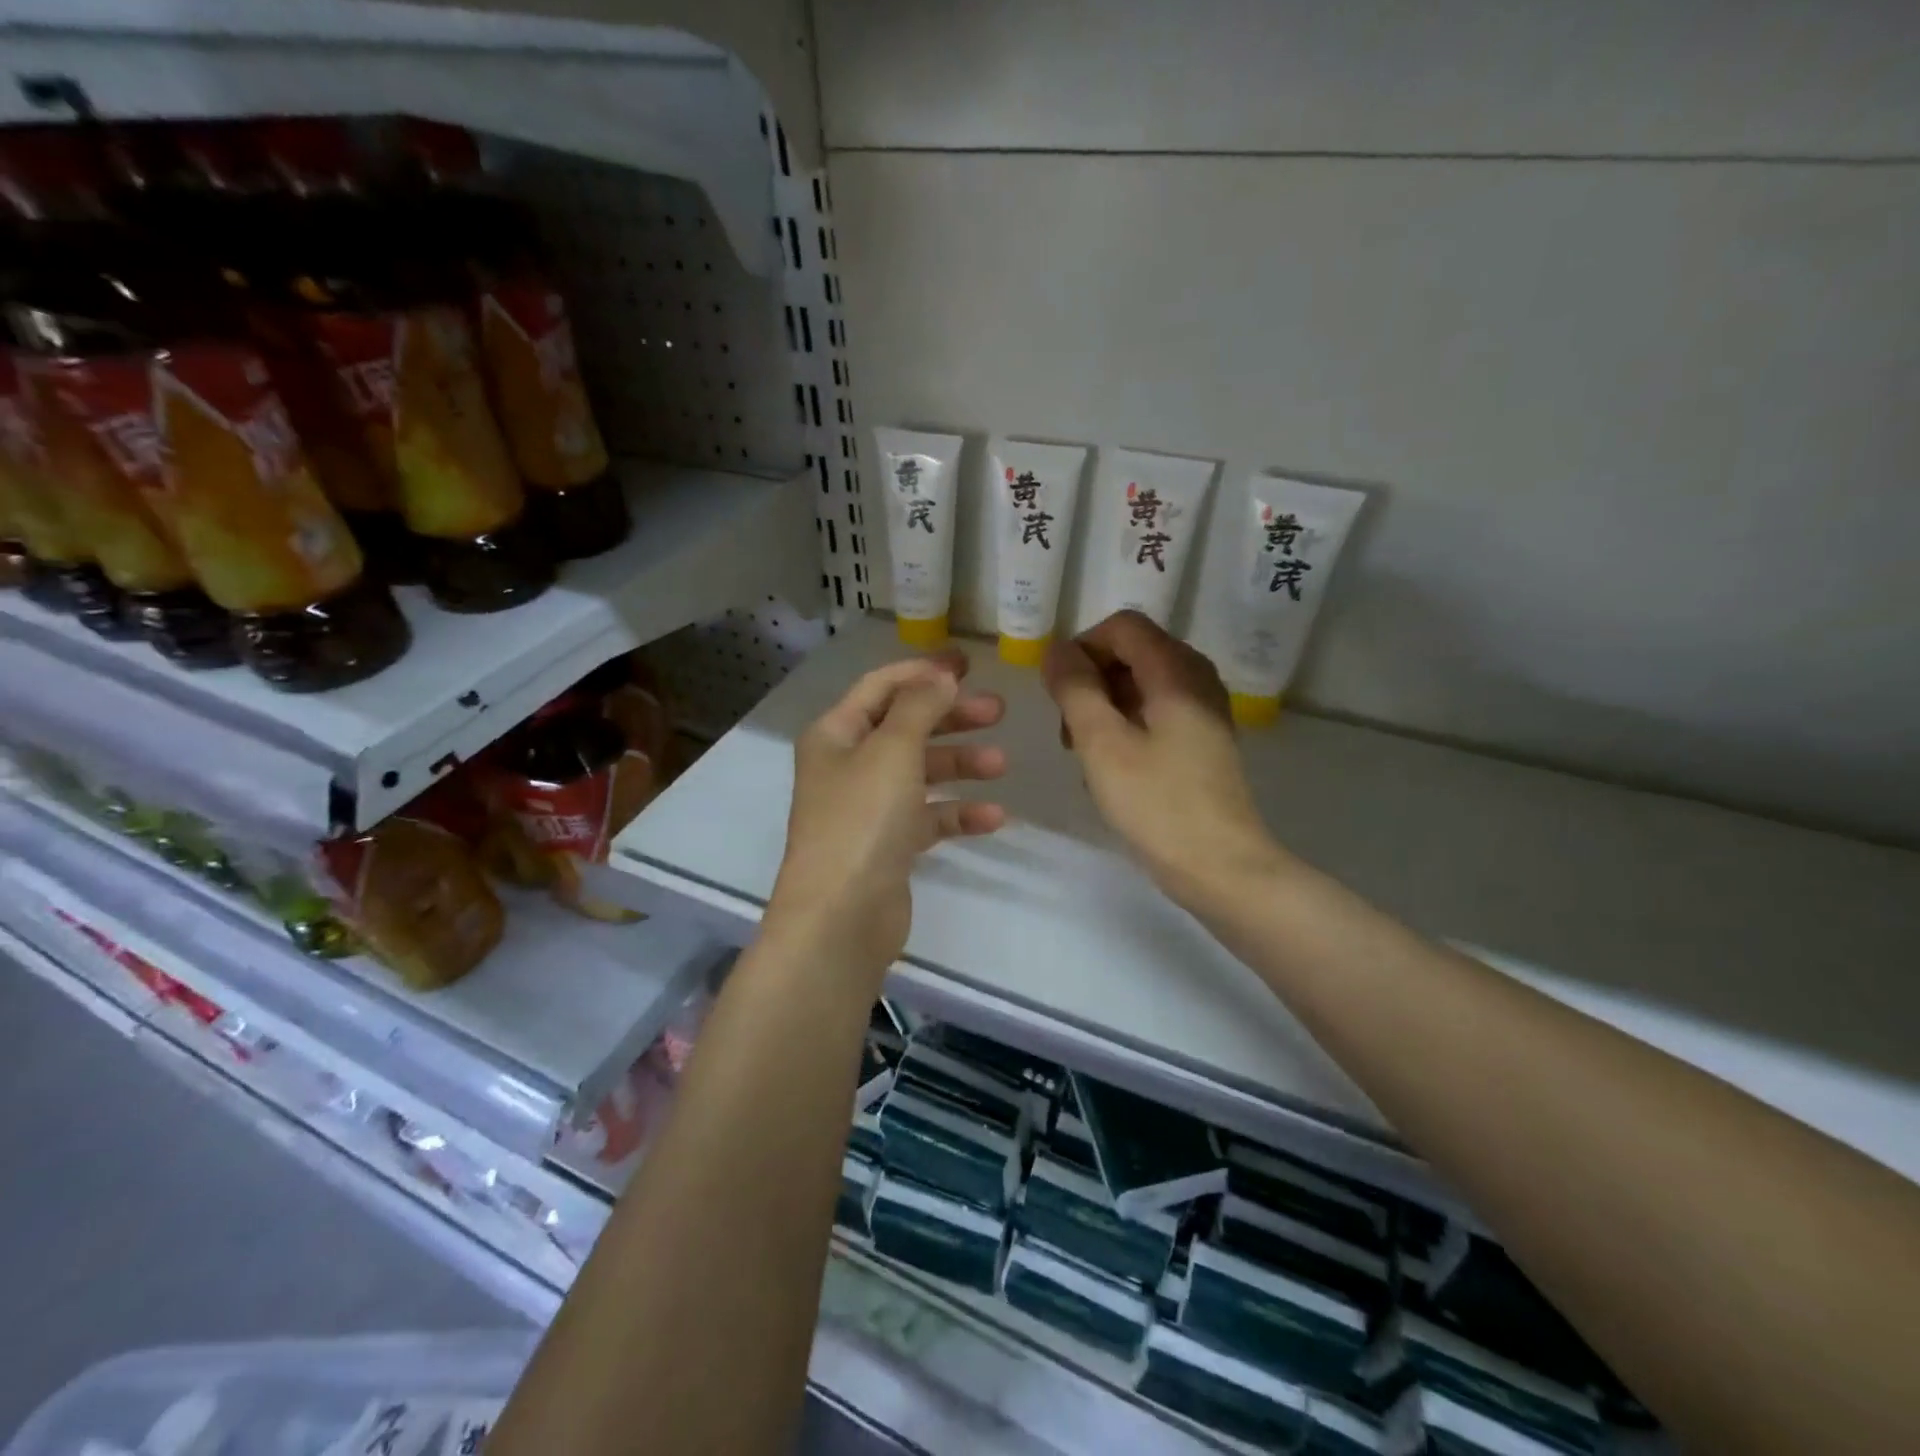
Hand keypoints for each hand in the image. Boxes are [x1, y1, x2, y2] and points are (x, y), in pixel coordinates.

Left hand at [767, 649, 1006, 981]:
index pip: (881, 687)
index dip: (922, 671)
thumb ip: (919, 707)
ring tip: (1002, 764)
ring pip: (920, 772)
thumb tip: (939, 676)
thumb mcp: (892, 750)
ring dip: (960, 764)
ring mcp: (868, 807)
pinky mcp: (888, 845)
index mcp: (836, 734)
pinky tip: (994, 817)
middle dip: (950, 717)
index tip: (969, 665)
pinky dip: (957, 813)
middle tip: (998, 711)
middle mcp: (848, 765)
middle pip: (905, 727)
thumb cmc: (862, 819)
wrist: (841, 916)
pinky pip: (928, 817)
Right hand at [1043, 611, 1279, 906]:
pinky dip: (1126, 727)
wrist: (1221, 867)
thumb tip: (1056, 651)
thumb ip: (1075, 689)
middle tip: (1067, 729)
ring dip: (1104, 707)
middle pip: (1132, 653)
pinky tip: (1111, 768)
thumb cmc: (1157, 804)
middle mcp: (1197, 678)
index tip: (1057, 692)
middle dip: (1091, 681)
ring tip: (1084, 754)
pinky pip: (1156, 712)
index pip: (1122, 627)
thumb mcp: (1102, 743)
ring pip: (1141, 685)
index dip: (1082, 648)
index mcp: (1176, 670)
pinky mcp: (1203, 739)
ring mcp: (1204, 709)